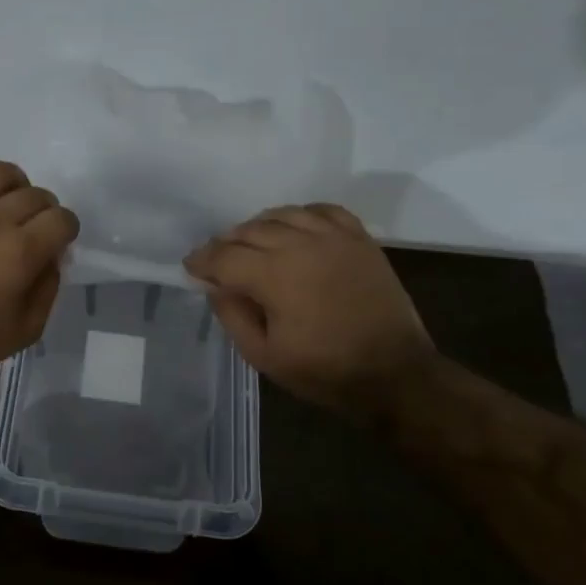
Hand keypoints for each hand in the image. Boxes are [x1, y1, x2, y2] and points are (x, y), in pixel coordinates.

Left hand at [0, 157, 80, 370]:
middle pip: (35, 194)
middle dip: (43, 211)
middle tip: (31, 229)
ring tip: (4, 203)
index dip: (66, 230)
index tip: (56, 242)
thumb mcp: (26, 330)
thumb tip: (52, 256)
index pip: (62, 218)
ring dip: (12, 185)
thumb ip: (48, 288)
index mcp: (21, 251)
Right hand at [184, 203, 432, 407]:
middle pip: (249, 230)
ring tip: (251, 243)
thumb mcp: (264, 356)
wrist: (395, 373)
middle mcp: (301, 245)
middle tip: (217, 259)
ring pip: (282, 215)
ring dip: (258, 226)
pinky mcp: (359, 239)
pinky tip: (294, 228)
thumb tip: (216, 286)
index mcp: (274, 275)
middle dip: (226, 243)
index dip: (202, 260)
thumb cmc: (325, 371)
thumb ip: (233, 316)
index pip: (225, 256)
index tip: (190, 266)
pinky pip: (322, 211)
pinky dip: (300, 215)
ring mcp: (333, 237)